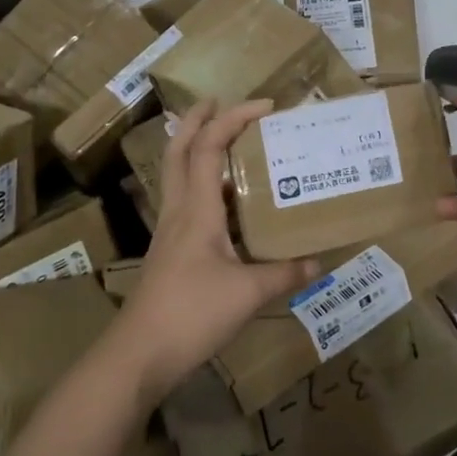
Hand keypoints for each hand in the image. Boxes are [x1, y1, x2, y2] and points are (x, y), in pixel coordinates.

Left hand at [108, 99, 317, 408]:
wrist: (139, 354)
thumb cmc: (192, 314)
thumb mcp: (248, 293)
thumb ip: (284, 274)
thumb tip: (317, 261)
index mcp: (197, 209)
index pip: (209, 146)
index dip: (234, 118)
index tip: (265, 106)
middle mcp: (178, 210)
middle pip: (179, 150)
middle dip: (196, 119)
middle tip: (218, 101)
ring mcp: (168, 230)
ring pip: (176, 173)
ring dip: (194, 147)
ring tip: (223, 140)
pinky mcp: (168, 250)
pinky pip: (183, 200)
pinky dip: (200, 183)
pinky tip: (221, 200)